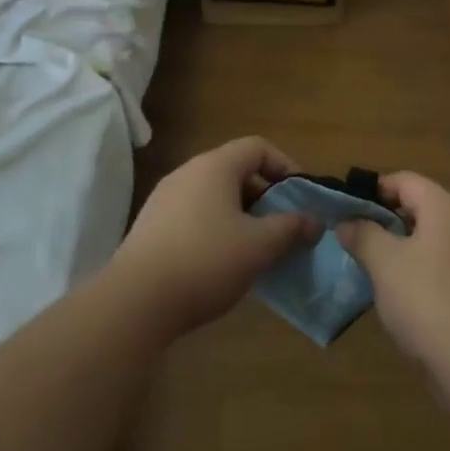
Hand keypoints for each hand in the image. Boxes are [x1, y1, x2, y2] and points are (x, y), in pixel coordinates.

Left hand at [108, 136, 318, 337]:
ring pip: (214, 195)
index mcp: (215, 166)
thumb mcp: (259, 246)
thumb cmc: (206, 261)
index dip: (285, 166)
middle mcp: (188, 173)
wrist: (134, 303)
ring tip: (255, 248)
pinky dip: (215, 229)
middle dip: (264, 196)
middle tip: (282, 226)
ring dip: (240, 215)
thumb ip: (291, 228)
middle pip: (236, 171)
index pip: (258, 147)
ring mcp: (164, 199)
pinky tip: (221, 264)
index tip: (300, 197)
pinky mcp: (149, 227)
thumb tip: (314, 221)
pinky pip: (194, 215)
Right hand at [334, 173, 449, 374]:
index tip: (350, 210)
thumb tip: (348, 222)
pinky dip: (432, 273)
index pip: (406, 181)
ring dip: (412, 249)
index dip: (375, 190)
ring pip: (440, 240)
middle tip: (363, 243)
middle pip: (425, 208)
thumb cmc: (427, 301)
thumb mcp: (384, 265)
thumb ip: (364, 236)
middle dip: (392, 222)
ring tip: (383, 273)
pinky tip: (415, 301)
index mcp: (446, 207)